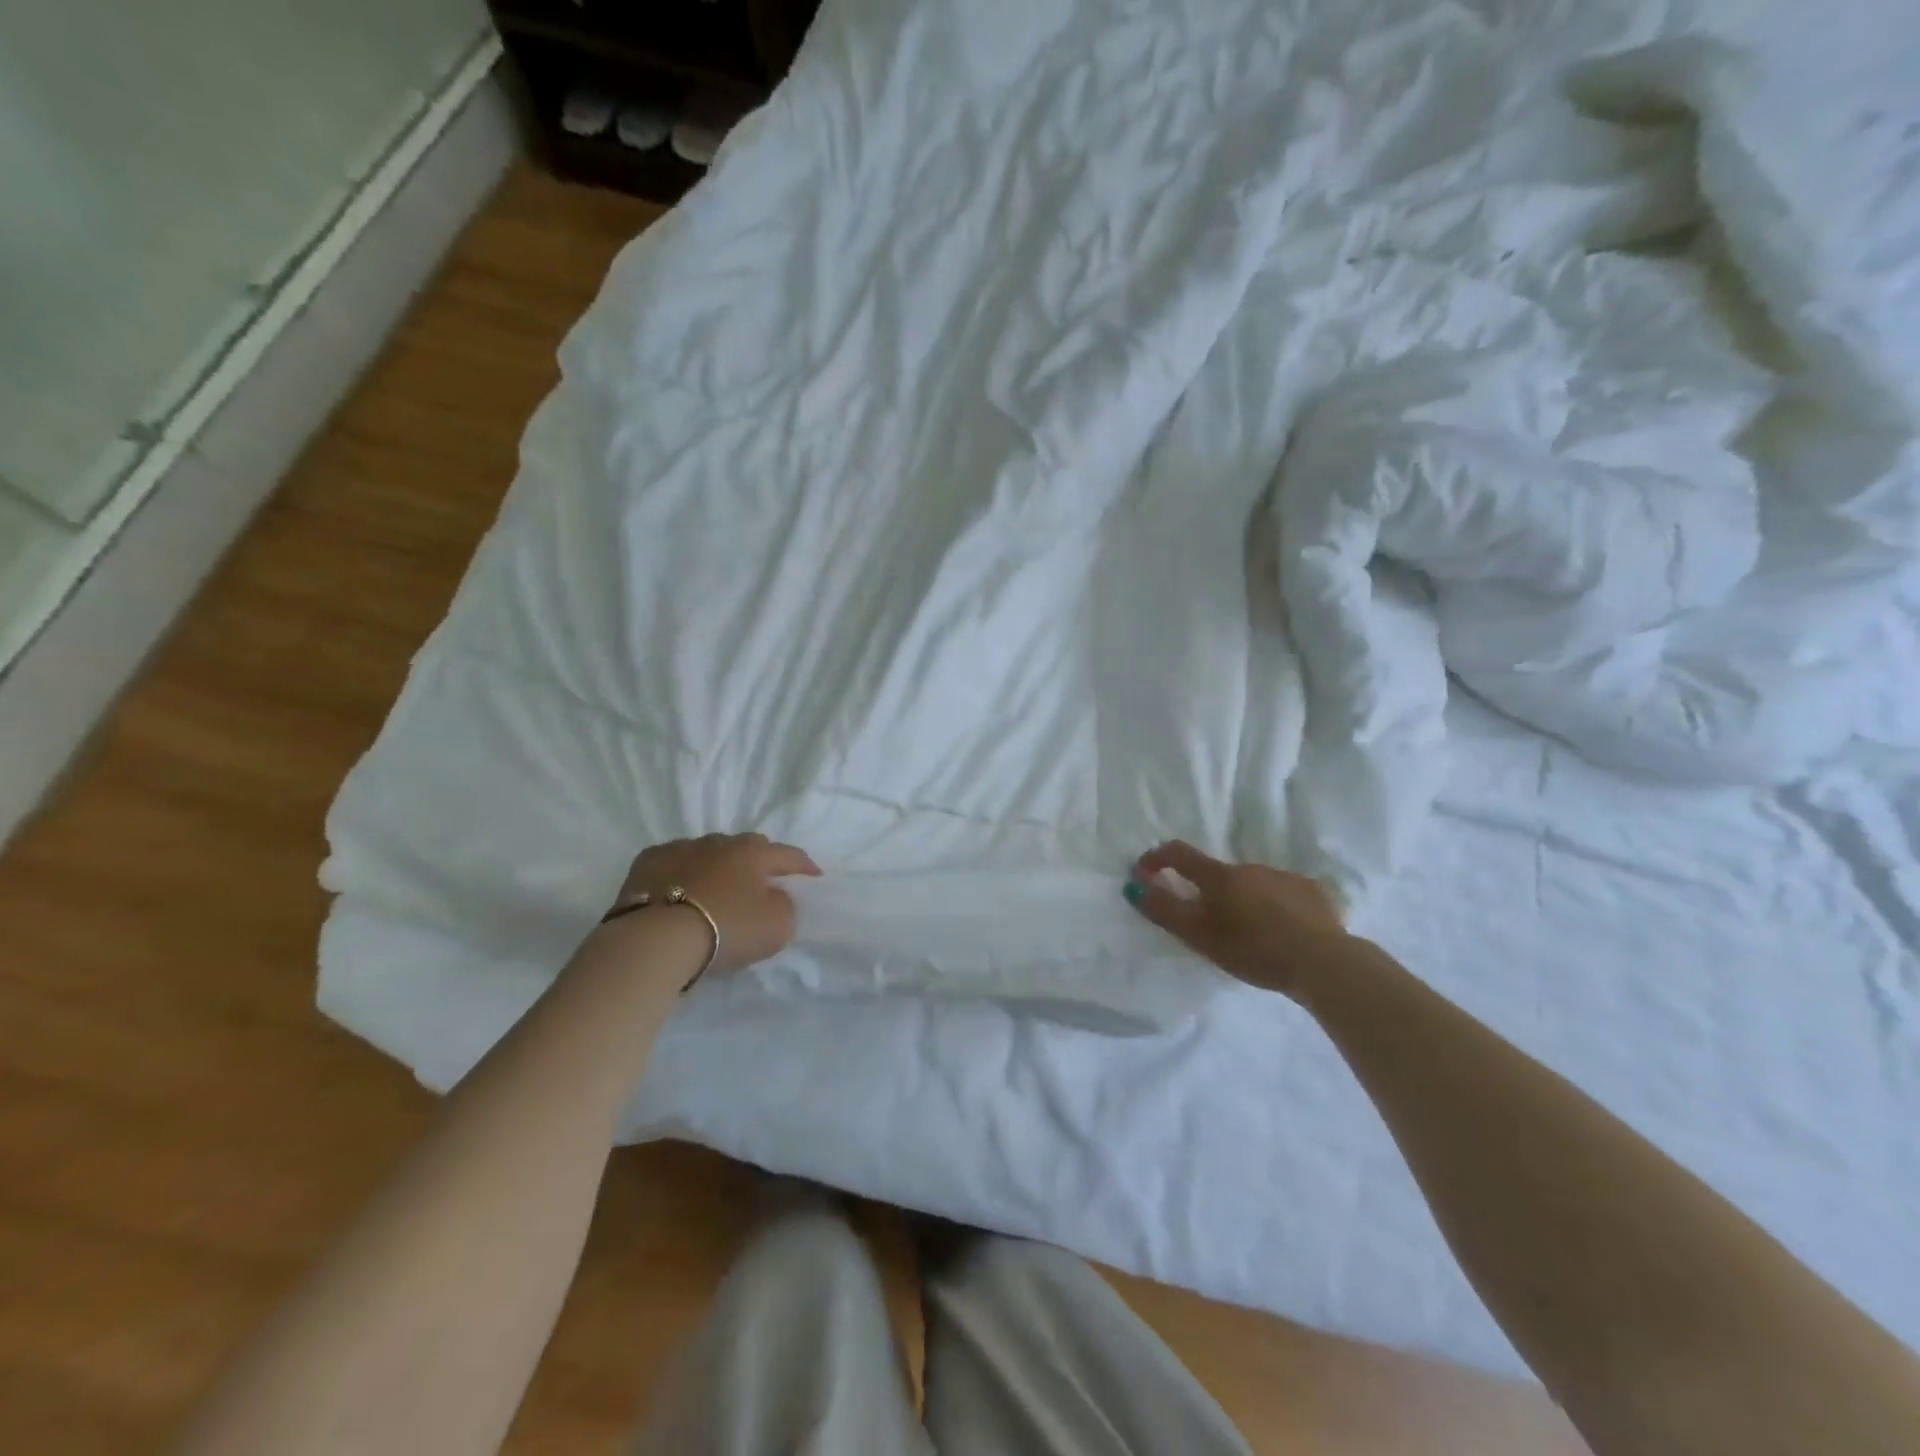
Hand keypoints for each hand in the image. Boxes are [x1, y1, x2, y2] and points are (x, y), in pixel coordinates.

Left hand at [610, 833, 821, 974]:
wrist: (656, 939)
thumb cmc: (726, 929)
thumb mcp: (776, 926)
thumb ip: (785, 906)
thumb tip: (775, 896)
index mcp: (754, 854)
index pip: (788, 855)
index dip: (804, 865)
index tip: (814, 875)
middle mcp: (720, 843)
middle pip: (747, 846)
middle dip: (758, 860)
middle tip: (762, 880)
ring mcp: (681, 848)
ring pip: (709, 851)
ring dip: (718, 865)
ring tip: (717, 887)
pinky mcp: (648, 862)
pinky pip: (674, 862)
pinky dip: (682, 872)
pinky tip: (678, 888)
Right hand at [1126, 840, 1354, 1000]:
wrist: (1323, 962)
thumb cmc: (1253, 949)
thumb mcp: (1200, 935)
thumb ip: (1164, 910)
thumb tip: (1134, 887)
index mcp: (1219, 876)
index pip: (1178, 854)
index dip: (1156, 859)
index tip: (1143, 873)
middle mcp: (1250, 867)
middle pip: (1218, 875)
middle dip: (1207, 893)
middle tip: (1209, 926)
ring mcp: (1284, 877)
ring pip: (1252, 885)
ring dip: (1243, 902)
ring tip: (1250, 936)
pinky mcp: (1312, 892)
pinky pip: (1283, 895)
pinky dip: (1274, 908)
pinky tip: (1282, 933)